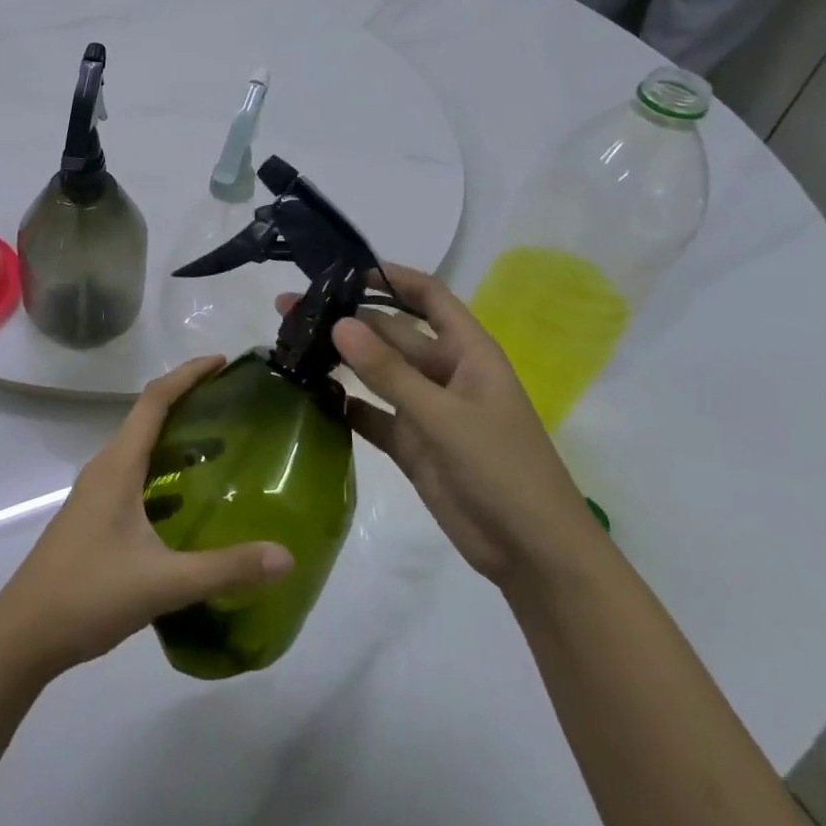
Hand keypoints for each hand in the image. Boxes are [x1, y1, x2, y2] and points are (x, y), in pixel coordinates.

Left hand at [0, 357, 293, 679]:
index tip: (222, 362)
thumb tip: (286, 556)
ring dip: (176, 438)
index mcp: (118, 466)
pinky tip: (188, 502)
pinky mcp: (94, 517)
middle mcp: (105, 468)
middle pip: (147, 417)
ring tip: (221, 447)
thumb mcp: (163, 583)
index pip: (154, 400)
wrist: (24, 634)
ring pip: (140, 449)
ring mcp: (96, 493)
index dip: (187, 375)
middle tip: (233, 405)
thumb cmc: (88, 594)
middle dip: (187, 401)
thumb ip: (225, 569)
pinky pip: (134, 475)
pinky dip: (164, 471)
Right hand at [290, 264, 600, 589]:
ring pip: (377, 372)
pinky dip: (345, 404)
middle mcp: (444, 373)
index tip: (342, 270)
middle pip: (391, 333)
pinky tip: (309, 394)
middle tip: (290, 309)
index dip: (391, 278)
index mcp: (467, 352)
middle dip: (347, 319)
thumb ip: (389, 372)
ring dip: (340, 359)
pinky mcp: (411, 444)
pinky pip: (371, 413)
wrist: (534, 555)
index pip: (428, 297)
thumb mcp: (444, 416)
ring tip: (291, 342)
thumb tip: (339, 323)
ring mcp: (426, 409)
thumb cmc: (503, 470)